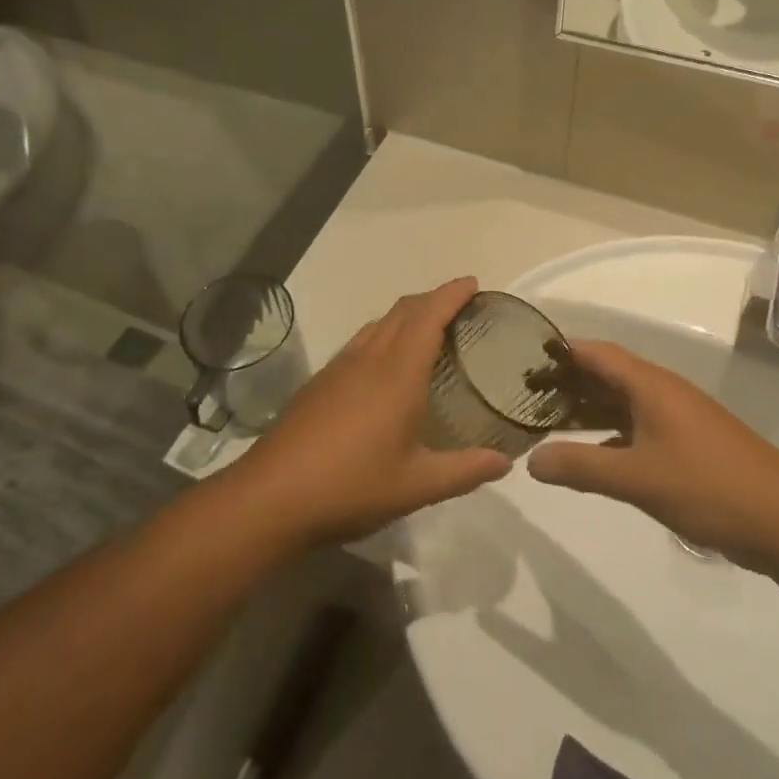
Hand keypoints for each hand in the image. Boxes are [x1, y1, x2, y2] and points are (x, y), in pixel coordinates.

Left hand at [230, 277, 510, 547]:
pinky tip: (384, 364)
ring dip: (405, 315)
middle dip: (432, 299)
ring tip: (427, 329)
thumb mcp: (417, 486)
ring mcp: (339, 368)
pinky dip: (383, 335)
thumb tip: (506, 462)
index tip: (472, 283)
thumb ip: (464, 471)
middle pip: (403, 311)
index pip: (428, 317)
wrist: (272, 496)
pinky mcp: (319, 382)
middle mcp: (368, 359)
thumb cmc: (351, 486)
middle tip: (459, 305)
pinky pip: (360, 342)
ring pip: (378, 324)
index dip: (451, 294)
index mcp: (397, 374)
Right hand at [525, 342, 778, 570]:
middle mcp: (662, 393)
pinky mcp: (688, 445)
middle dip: (567, 383)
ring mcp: (678, 418)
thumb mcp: (637, 478)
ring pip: (622, 403)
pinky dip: (609, 434)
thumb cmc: (709, 488)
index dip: (559, 352)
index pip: (595, 353)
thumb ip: (581, 466)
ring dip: (587, 409)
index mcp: (651, 386)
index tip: (523, 361)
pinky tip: (591, 454)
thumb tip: (531, 461)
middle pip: (606, 375)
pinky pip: (637, 427)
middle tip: (525, 397)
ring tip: (547, 422)